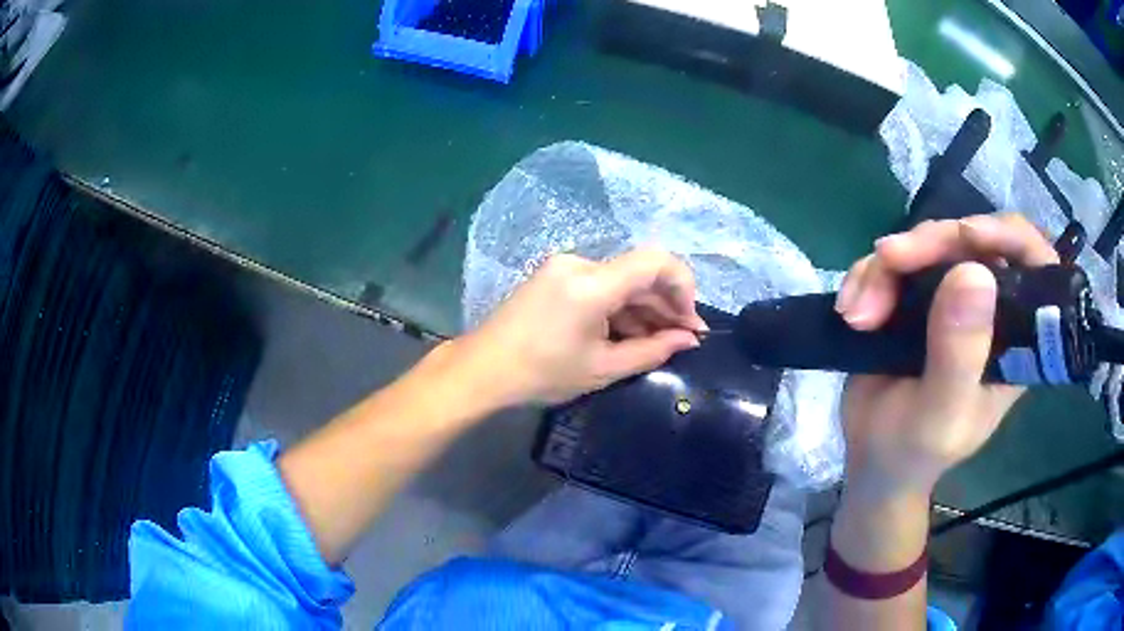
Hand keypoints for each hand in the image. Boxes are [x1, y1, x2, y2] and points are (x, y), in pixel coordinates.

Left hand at [452, 249, 705, 406]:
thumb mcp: (603, 368)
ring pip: (620, 280)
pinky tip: (630, 333)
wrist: (483, 370)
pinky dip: (619, 306)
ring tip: (659, 342)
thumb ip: (652, 350)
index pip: (656, 262)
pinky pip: (600, 285)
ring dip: (643, 308)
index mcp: (593, 283)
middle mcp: (580, 263)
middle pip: (639, 272)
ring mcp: (564, 267)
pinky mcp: (555, 276)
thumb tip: (688, 340)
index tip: (690, 321)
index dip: (683, 286)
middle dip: (666, 304)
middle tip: (683, 339)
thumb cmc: (542, 373)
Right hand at [836, 214, 1058, 498]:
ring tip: (858, 315)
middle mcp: (991, 307)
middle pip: (972, 240)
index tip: (967, 236)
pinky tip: (850, 310)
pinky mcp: (917, 294)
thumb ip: (960, 356)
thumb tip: (973, 273)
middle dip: (929, 244)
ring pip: (927, 243)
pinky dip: (866, 275)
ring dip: (885, 268)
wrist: (872, 459)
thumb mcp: (940, 416)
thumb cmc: (915, 450)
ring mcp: (953, 296)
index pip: (1034, 264)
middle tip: (888, 261)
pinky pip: (894, 259)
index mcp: (1016, 337)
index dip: (1007, 235)